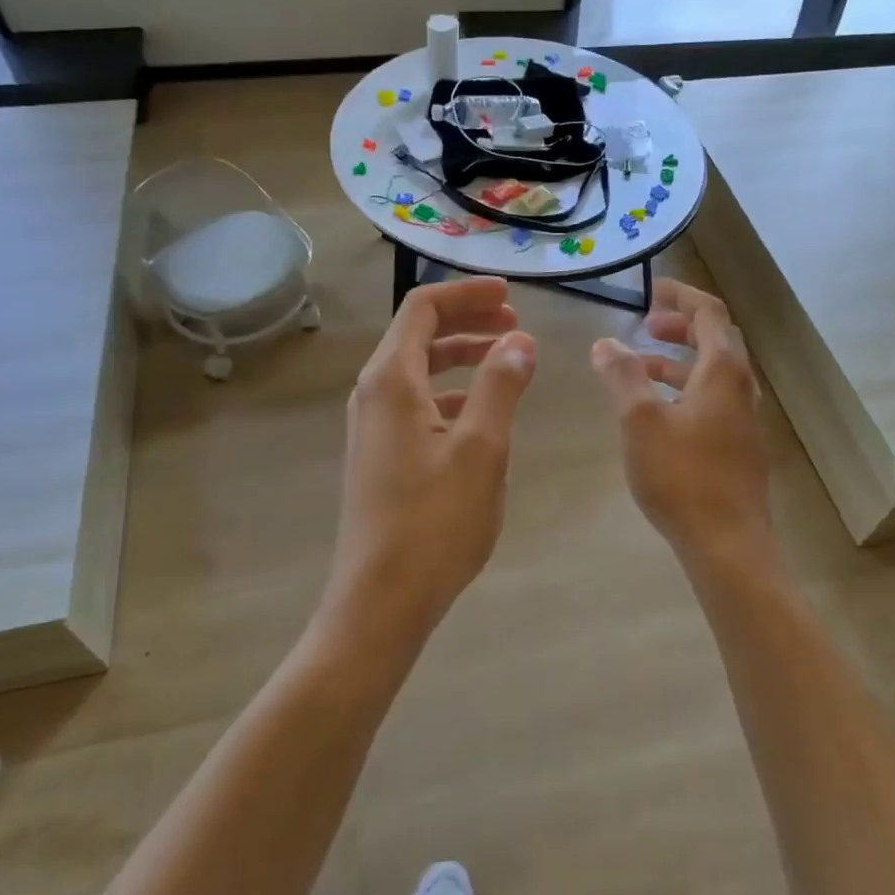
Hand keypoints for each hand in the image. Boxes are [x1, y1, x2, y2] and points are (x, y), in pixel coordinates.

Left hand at [324, 277, 535, 642]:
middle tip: (517, 326)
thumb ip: (501, 385)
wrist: (381, 600)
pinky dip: (453, 392)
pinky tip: (483, 413)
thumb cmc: (434, 521)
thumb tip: (521, 341)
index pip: (423, 308)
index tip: (511, 298)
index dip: (467, 294)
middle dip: (469, 321)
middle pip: (419, 334)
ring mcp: (373, 426)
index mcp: (391, 381)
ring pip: (419, 369)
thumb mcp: (482, 448)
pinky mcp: (381, 454)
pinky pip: (417, 402)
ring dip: (463, 356)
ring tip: (509, 362)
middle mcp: (373, 394)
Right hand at [591, 279, 776, 572]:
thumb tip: (606, 343)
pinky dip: (686, 389)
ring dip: (680, 361)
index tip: (653, 290)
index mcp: (723, 372)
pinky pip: (713, 401)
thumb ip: (623, 375)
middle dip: (681, 327)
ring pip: (713, 374)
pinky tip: (659, 412)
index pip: (710, 314)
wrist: (727, 544)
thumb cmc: (681, 475)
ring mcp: (744, 420)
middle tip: (647, 325)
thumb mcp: (640, 419)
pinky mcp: (739, 447)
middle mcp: (741, 388)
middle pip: (717, 341)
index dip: (682, 296)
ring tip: (642, 366)